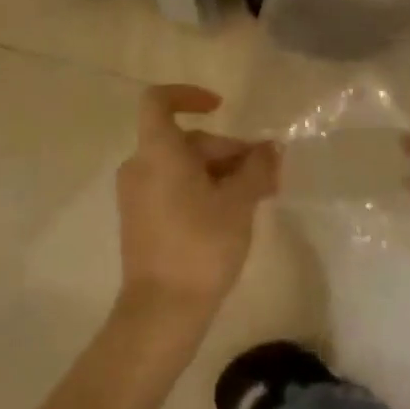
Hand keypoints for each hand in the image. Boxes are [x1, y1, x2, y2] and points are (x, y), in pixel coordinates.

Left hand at [117, 85, 279, 321]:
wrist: (162, 313)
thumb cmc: (201, 245)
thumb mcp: (239, 202)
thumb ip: (257, 167)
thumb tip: (271, 148)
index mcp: (157, 153)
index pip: (158, 101)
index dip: (188, 95)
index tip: (221, 107)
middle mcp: (140, 167)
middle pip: (186, 140)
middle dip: (227, 149)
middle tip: (266, 171)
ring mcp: (137, 196)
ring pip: (183, 166)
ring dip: (220, 172)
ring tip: (259, 194)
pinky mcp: (141, 221)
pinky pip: (173, 188)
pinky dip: (203, 189)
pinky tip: (234, 211)